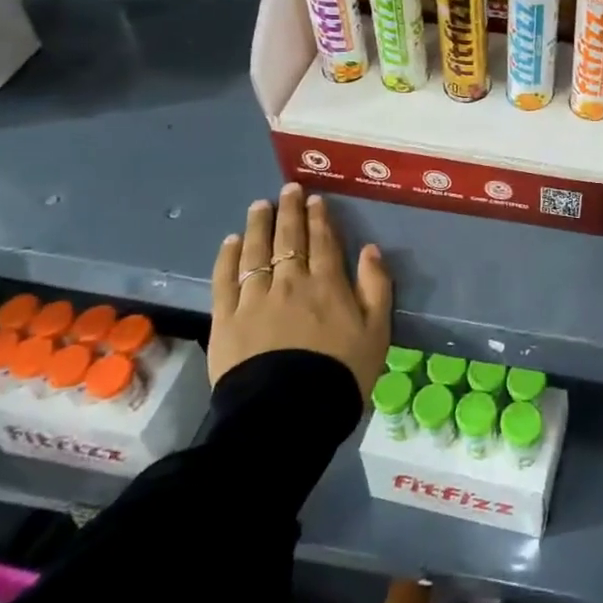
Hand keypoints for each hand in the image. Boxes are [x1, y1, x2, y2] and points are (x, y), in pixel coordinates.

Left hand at [208, 182, 392, 400]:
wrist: (287, 413)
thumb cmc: (341, 373)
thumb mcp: (377, 331)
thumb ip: (376, 287)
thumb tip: (370, 249)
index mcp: (328, 284)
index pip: (323, 241)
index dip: (320, 217)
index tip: (315, 199)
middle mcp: (290, 282)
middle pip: (289, 238)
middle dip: (289, 210)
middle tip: (288, 189)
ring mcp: (255, 298)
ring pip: (256, 251)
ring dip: (258, 225)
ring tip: (259, 206)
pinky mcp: (226, 319)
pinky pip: (226, 279)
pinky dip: (228, 257)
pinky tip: (231, 242)